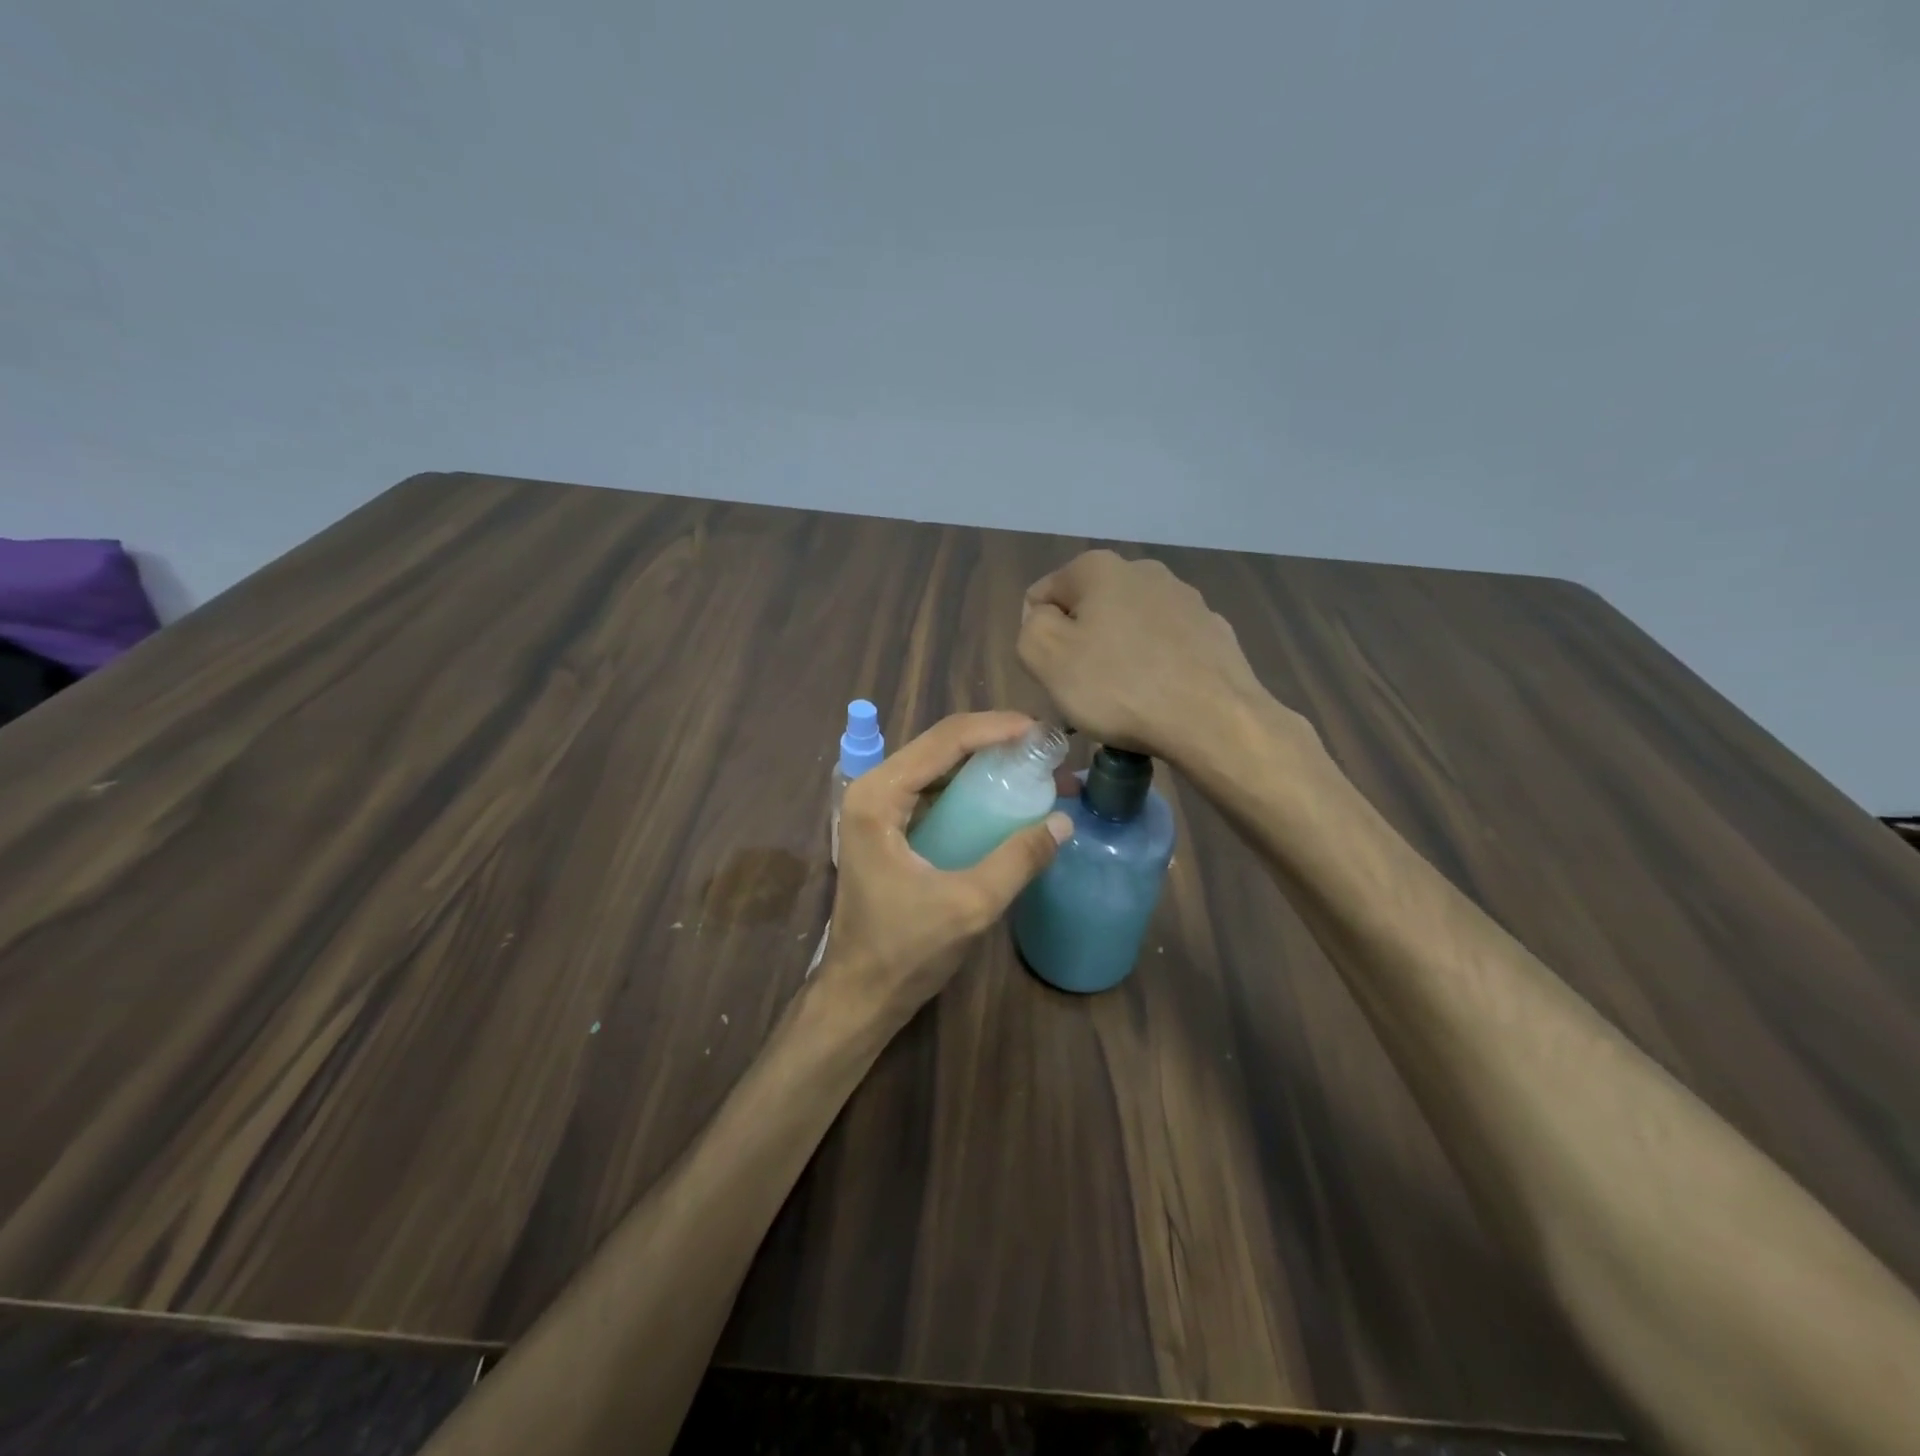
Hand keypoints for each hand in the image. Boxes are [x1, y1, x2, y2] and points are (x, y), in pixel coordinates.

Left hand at [822, 712, 1071, 1033]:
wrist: (860, 996)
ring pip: (938, 766)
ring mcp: (877, 808)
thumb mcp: (970, 905)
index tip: (1043, 731)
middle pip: (940, 745)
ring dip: (985, 763)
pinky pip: (934, 791)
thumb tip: (1065, 821)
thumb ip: (1018, 860)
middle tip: (1046, 750)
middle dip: (995, 742)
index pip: (944, 740)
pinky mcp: (888, 828)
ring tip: (1036, 768)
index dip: (997, 728)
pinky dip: (971, 788)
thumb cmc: (905, 951)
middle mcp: (872, 790)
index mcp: (878, 796)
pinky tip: (1006, 796)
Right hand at [1018, 550, 1273, 764]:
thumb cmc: (1119, 687)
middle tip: (1086, 690)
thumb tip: (1045, 619)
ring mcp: (1185, 598)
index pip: (1042, 596)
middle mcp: (1144, 570)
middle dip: (1080, 644)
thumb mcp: (1045, 657)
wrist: (1213, 719)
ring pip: (1129, 627)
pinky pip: (1165, 647)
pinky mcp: (1213, 631)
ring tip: (1125, 700)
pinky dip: (1155, 666)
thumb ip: (1030, 628)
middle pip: (1088, 609)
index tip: (1055, 673)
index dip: (1039, 638)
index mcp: (1098, 568)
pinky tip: (1159, 698)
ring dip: (1117, 656)